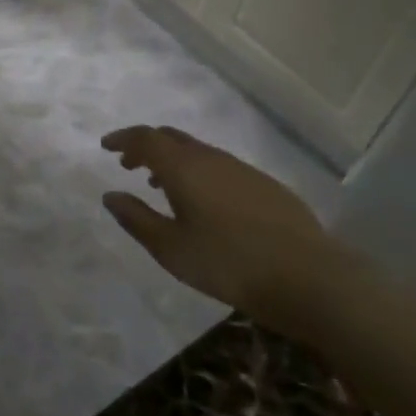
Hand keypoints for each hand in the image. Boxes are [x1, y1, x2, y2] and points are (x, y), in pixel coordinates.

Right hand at [100, 125, 346, 329]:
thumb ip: (136, 218)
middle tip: (130, 165)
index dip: (123, 139)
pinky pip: (221, 166)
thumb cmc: (228, 263)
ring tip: (163, 186)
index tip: (106, 147)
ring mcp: (242, 169)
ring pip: (198, 151)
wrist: (309, 278)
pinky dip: (200, 172)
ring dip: (175, 161)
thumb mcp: (170, 248)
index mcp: (182, 167)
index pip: (145, 139)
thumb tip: (110, 195)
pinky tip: (206, 203)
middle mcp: (211, 158)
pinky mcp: (265, 185)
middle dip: (146, 146)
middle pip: (171, 138)